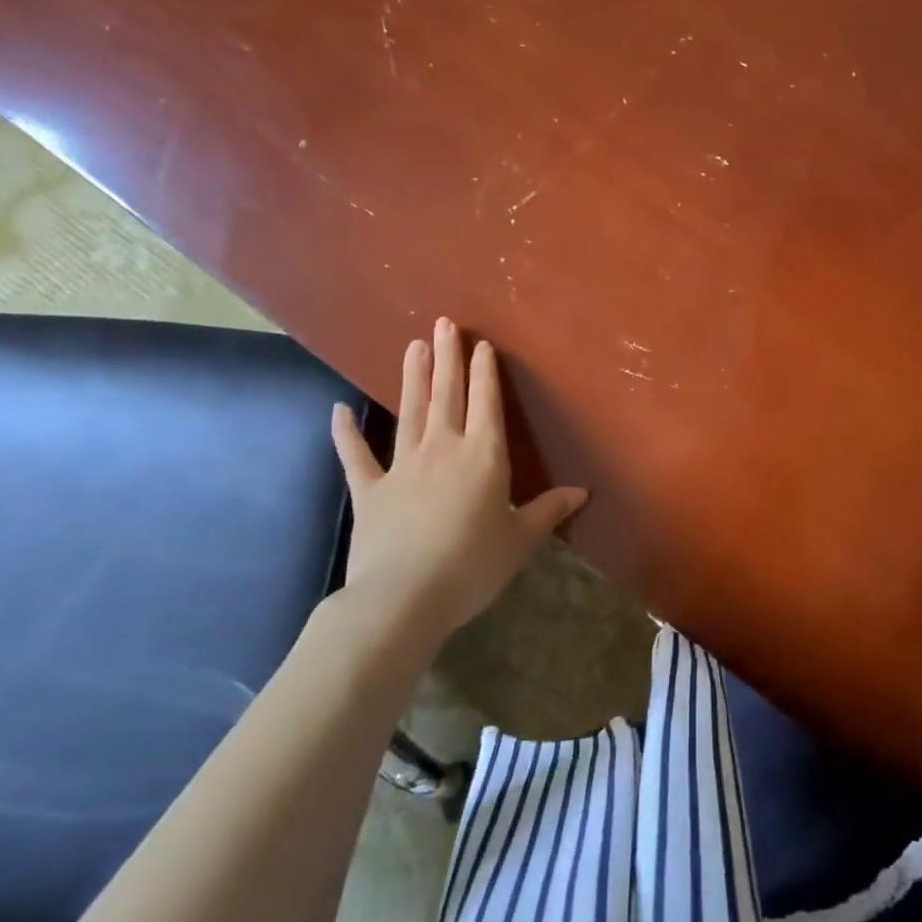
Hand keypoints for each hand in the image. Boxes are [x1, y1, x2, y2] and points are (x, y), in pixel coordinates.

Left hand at [328, 318, 586, 639]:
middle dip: (448, 357)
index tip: (481, 344)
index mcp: (484, 457)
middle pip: (447, 395)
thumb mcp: (520, 540)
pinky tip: (339, 410)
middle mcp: (443, 449)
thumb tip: (582, 492)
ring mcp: (402, 466)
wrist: (404, 598)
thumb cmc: (472, 566)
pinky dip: (347, 433)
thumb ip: (548, 510)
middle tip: (443, 323)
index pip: (487, 403)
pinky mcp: (370, 490)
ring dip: (412, 378)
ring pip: (409, 412)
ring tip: (412, 346)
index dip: (485, 372)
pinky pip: (356, 456)